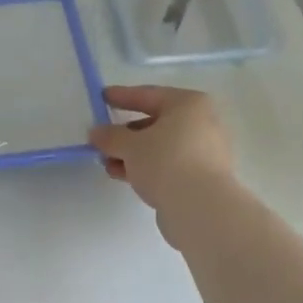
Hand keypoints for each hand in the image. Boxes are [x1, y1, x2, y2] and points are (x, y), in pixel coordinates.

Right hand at [89, 86, 235, 217]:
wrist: (200, 208)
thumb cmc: (166, 162)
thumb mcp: (130, 146)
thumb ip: (111, 136)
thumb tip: (96, 133)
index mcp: (189, 104)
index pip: (148, 95)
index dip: (122, 96)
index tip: (103, 97)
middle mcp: (202, 123)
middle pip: (156, 123)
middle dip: (125, 133)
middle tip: (102, 139)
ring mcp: (205, 151)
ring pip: (161, 147)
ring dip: (132, 154)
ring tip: (107, 163)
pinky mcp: (203, 177)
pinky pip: (168, 164)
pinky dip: (147, 167)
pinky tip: (123, 176)